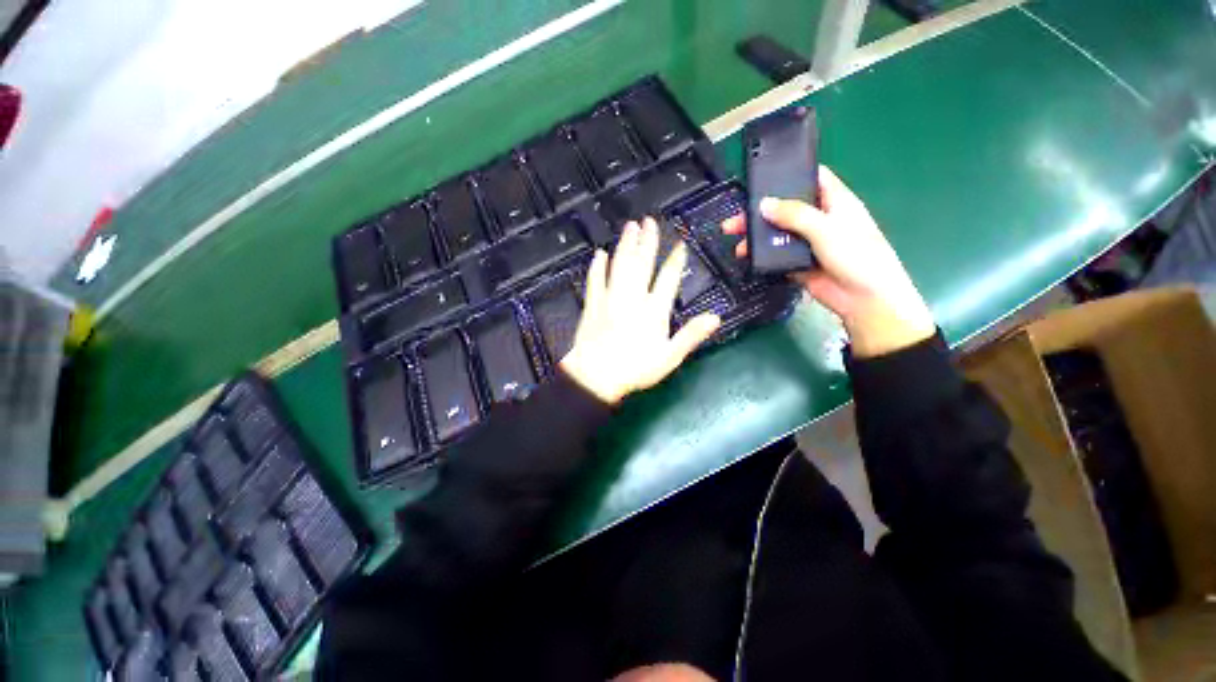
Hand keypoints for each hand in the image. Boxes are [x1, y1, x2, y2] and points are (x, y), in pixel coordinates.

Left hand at [561, 218, 721, 403]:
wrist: (596, 377)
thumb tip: (715, 317)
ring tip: (630, 227)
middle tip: (649, 221)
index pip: (668, 278)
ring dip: (625, 245)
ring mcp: (610, 299)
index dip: (675, 260)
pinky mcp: (593, 304)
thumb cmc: (635, 369)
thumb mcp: (670, 357)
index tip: (679, 244)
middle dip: (647, 242)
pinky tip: (600, 253)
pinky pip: (595, 280)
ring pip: (619, 266)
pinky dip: (597, 266)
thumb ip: (691, 335)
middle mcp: (633, 298)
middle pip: (642, 264)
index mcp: (654, 310)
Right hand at [723, 166, 934, 357]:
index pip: (811, 179)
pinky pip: (777, 256)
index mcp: (834, 201)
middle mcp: (819, 219)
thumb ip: (794, 215)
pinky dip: (762, 256)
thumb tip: (764, 205)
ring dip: (757, 238)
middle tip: (735, 222)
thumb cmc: (856, 255)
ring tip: (738, 245)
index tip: (762, 179)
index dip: (789, 175)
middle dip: (760, 214)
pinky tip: (748, 258)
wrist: (863, 298)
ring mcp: (808, 243)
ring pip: (777, 234)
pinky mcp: (799, 263)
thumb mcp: (826, 228)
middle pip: (785, 209)